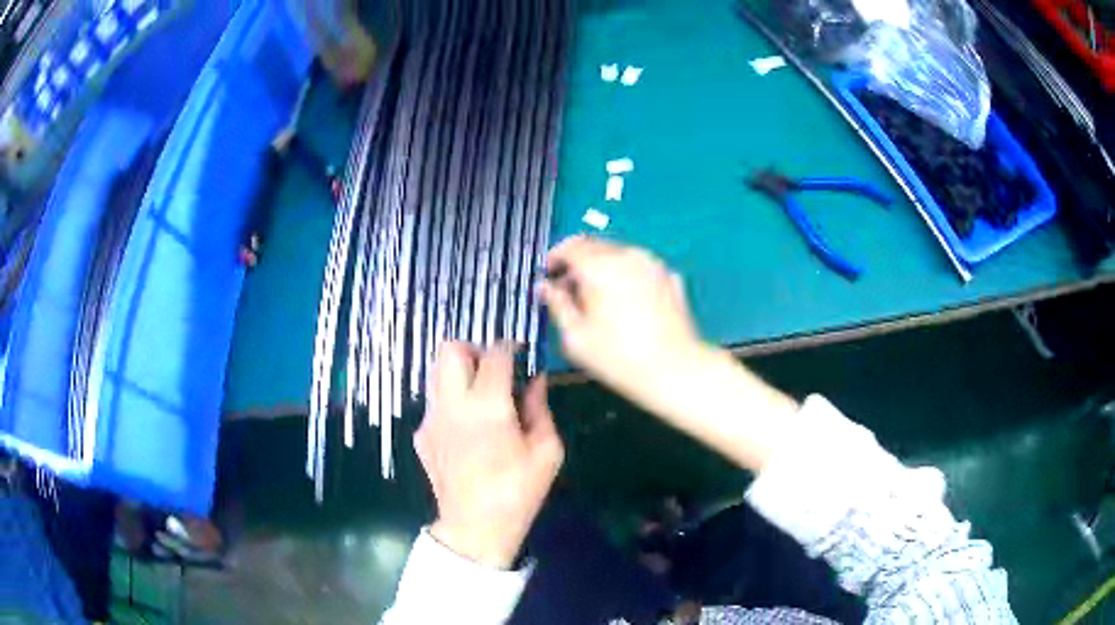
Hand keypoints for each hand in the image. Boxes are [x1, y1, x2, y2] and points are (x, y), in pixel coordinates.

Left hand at [415, 342, 563, 568]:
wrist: (475, 528)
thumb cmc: (518, 491)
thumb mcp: (547, 451)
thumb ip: (540, 408)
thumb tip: (536, 379)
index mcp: (488, 407)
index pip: (494, 354)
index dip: (510, 346)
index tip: (521, 352)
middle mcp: (453, 405)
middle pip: (450, 350)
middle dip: (473, 350)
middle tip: (493, 369)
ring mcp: (431, 419)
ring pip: (436, 372)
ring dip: (458, 372)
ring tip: (480, 395)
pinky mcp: (422, 435)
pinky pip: (434, 402)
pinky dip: (450, 401)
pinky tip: (466, 428)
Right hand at [540, 236, 705, 403]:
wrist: (675, 370)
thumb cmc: (619, 358)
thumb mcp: (576, 337)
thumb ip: (557, 305)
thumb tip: (545, 287)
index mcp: (600, 267)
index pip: (570, 247)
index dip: (554, 258)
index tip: (547, 275)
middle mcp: (628, 256)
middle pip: (595, 246)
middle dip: (577, 262)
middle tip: (567, 289)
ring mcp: (654, 265)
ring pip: (619, 254)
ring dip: (602, 267)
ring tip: (596, 297)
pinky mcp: (670, 278)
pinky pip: (640, 267)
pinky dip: (627, 275)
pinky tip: (625, 302)